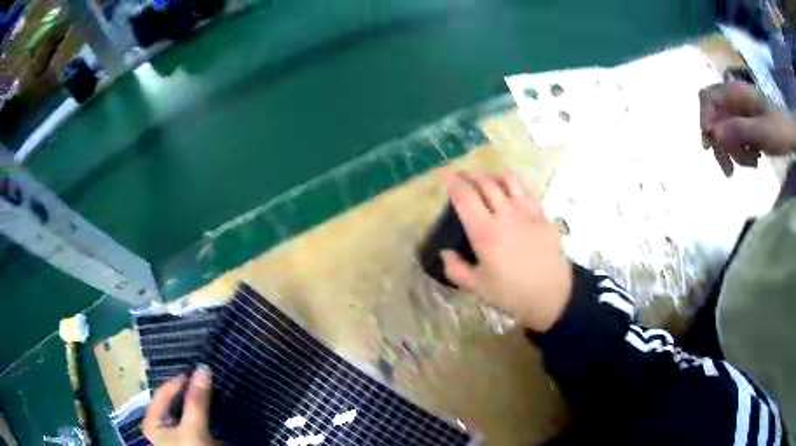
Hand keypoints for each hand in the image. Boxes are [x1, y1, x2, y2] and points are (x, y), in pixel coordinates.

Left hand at [142, 365, 216, 445]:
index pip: (164, 393)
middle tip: (206, 378)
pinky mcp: (191, 436)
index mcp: (153, 421)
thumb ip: (197, 401)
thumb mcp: (194, 429)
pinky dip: (203, 409)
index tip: (200, 371)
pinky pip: (195, 416)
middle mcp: (161, 424)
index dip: (180, 382)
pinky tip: (212, 403)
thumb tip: (204, 368)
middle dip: (190, 390)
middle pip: (174, 400)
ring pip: (185, 408)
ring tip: (210, 387)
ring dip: (197, 399)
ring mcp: (177, 431)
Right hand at [440, 170, 571, 331]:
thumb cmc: (512, 294)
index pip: (465, 196)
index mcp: (485, 232)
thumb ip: (455, 269)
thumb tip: (445, 253)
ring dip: (492, 175)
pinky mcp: (542, 214)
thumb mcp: (477, 288)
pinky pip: (526, 190)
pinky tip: (510, 190)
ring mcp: (527, 211)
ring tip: (484, 179)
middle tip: (460, 175)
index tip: (444, 175)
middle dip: (469, 174)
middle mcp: (505, 214)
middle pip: (485, 182)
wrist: (552, 295)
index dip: (452, 181)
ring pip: (507, 180)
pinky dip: (513, 184)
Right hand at [699, 81, 795, 175]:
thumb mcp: (762, 131)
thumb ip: (738, 130)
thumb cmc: (779, 129)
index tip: (712, 143)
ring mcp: (741, 114)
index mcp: (736, 92)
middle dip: (721, 145)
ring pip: (726, 133)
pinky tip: (755, 159)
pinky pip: (737, 140)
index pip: (708, 98)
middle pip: (715, 119)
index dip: (705, 118)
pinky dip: (743, 154)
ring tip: (753, 164)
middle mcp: (735, 101)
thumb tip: (714, 134)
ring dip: (735, 153)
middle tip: (729, 172)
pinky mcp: (747, 127)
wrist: (791, 135)